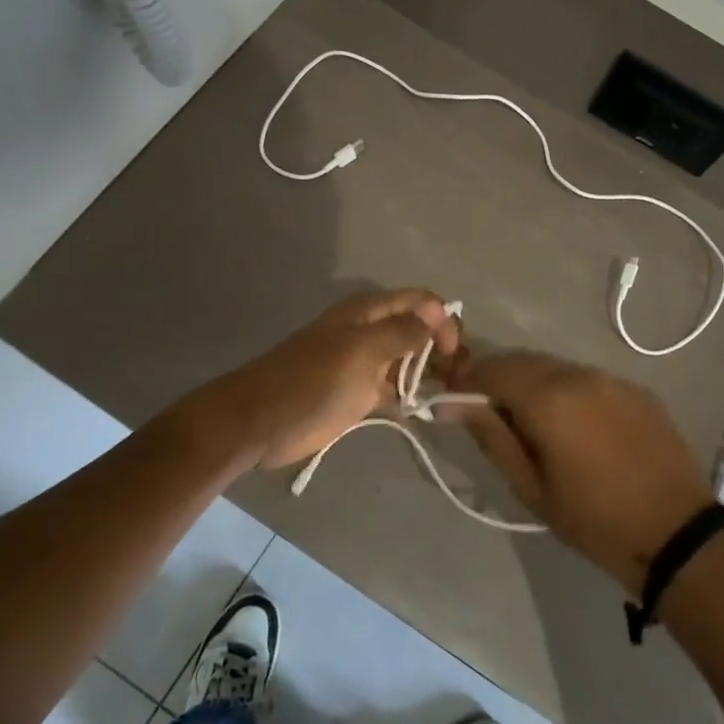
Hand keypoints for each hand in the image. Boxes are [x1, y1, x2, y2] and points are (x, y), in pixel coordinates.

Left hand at [219, 289, 459, 469]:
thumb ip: (401, 333)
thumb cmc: (311, 380)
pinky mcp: (360, 395)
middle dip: (444, 347)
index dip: (442, 319)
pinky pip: (396, 390)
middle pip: (419, 330)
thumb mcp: (360, 351)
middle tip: (463, 378)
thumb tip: (437, 316)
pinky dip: (413, 397)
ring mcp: (366, 365)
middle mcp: (371, 333)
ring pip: (410, 361)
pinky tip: (428, 410)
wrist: (260, 421)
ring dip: (433, 373)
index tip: (454, 352)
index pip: (419, 301)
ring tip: (454, 395)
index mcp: (368, 312)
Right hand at [446, 351, 713, 594]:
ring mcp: (611, 378)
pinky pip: (587, 378)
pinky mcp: (636, 389)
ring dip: (532, 383)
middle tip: (486, 411)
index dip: (467, 380)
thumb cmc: (593, 519)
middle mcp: (578, 375)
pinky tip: (572, 423)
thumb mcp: (531, 487)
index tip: (453, 398)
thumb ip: (491, 436)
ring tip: (529, 420)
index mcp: (548, 398)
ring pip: (555, 367)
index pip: (492, 369)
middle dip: (497, 378)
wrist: (677, 534)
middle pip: (523, 361)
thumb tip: (450, 404)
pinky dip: (566, 390)